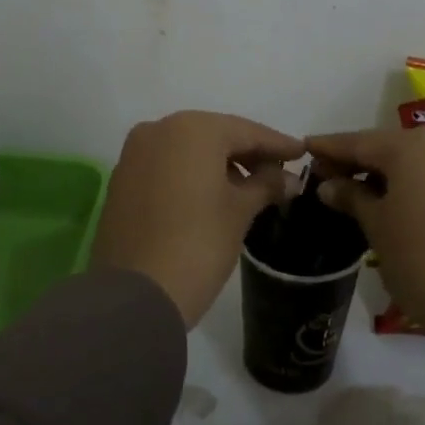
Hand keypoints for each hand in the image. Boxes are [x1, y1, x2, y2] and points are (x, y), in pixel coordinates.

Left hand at [91, 111, 304, 327]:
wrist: (134, 296)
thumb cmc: (198, 244)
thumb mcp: (240, 211)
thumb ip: (266, 185)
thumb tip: (289, 179)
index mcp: (193, 129)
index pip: (246, 131)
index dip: (277, 144)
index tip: (302, 153)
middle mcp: (159, 129)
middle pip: (216, 135)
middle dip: (248, 153)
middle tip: (279, 173)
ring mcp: (135, 154)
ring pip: (189, 150)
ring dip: (220, 164)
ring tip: (250, 187)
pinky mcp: (122, 180)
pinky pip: (167, 166)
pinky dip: (192, 174)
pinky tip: (213, 194)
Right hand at [306, 127, 424, 347]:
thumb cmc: (421, 261)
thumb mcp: (377, 227)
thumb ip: (351, 197)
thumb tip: (328, 184)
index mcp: (409, 147)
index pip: (357, 141)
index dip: (329, 147)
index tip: (304, 148)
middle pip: (387, 146)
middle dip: (357, 159)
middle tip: (327, 175)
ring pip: (414, 159)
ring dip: (385, 171)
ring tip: (357, 190)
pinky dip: (412, 181)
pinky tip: (394, 198)